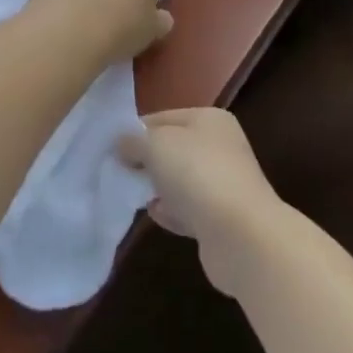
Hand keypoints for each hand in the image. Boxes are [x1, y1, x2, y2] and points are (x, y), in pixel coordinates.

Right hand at [118, 107, 285, 295]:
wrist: (240, 234)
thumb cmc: (197, 174)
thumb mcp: (156, 144)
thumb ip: (135, 141)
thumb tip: (123, 143)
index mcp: (210, 119)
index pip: (164, 117)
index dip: (136, 131)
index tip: (111, 148)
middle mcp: (221, 147)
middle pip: (173, 149)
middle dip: (146, 161)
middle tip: (118, 173)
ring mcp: (223, 184)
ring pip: (180, 181)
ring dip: (158, 188)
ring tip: (133, 195)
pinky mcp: (221, 219)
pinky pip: (188, 210)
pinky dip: (172, 213)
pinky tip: (155, 216)